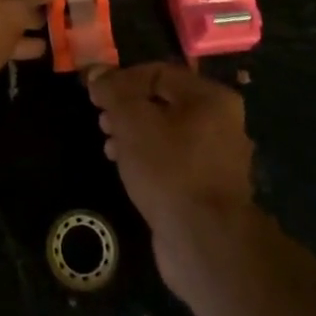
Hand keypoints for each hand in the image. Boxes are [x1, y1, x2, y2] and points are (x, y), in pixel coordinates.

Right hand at [89, 62, 255, 292]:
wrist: (204, 242)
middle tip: (101, 120)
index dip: (121, 79)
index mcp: (210, 97)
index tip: (94, 94)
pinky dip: (148, 159)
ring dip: (134, 134)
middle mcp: (221, 123)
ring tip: (108, 145)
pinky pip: (173, 161)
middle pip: (163, 102)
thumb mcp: (132, 120)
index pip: (158, 72)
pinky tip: (126, 169)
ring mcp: (217, 159)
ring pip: (166, 133)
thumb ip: (112, 91)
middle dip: (126, 108)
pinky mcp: (208, 189)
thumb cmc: (169, 169)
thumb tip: (95, 72)